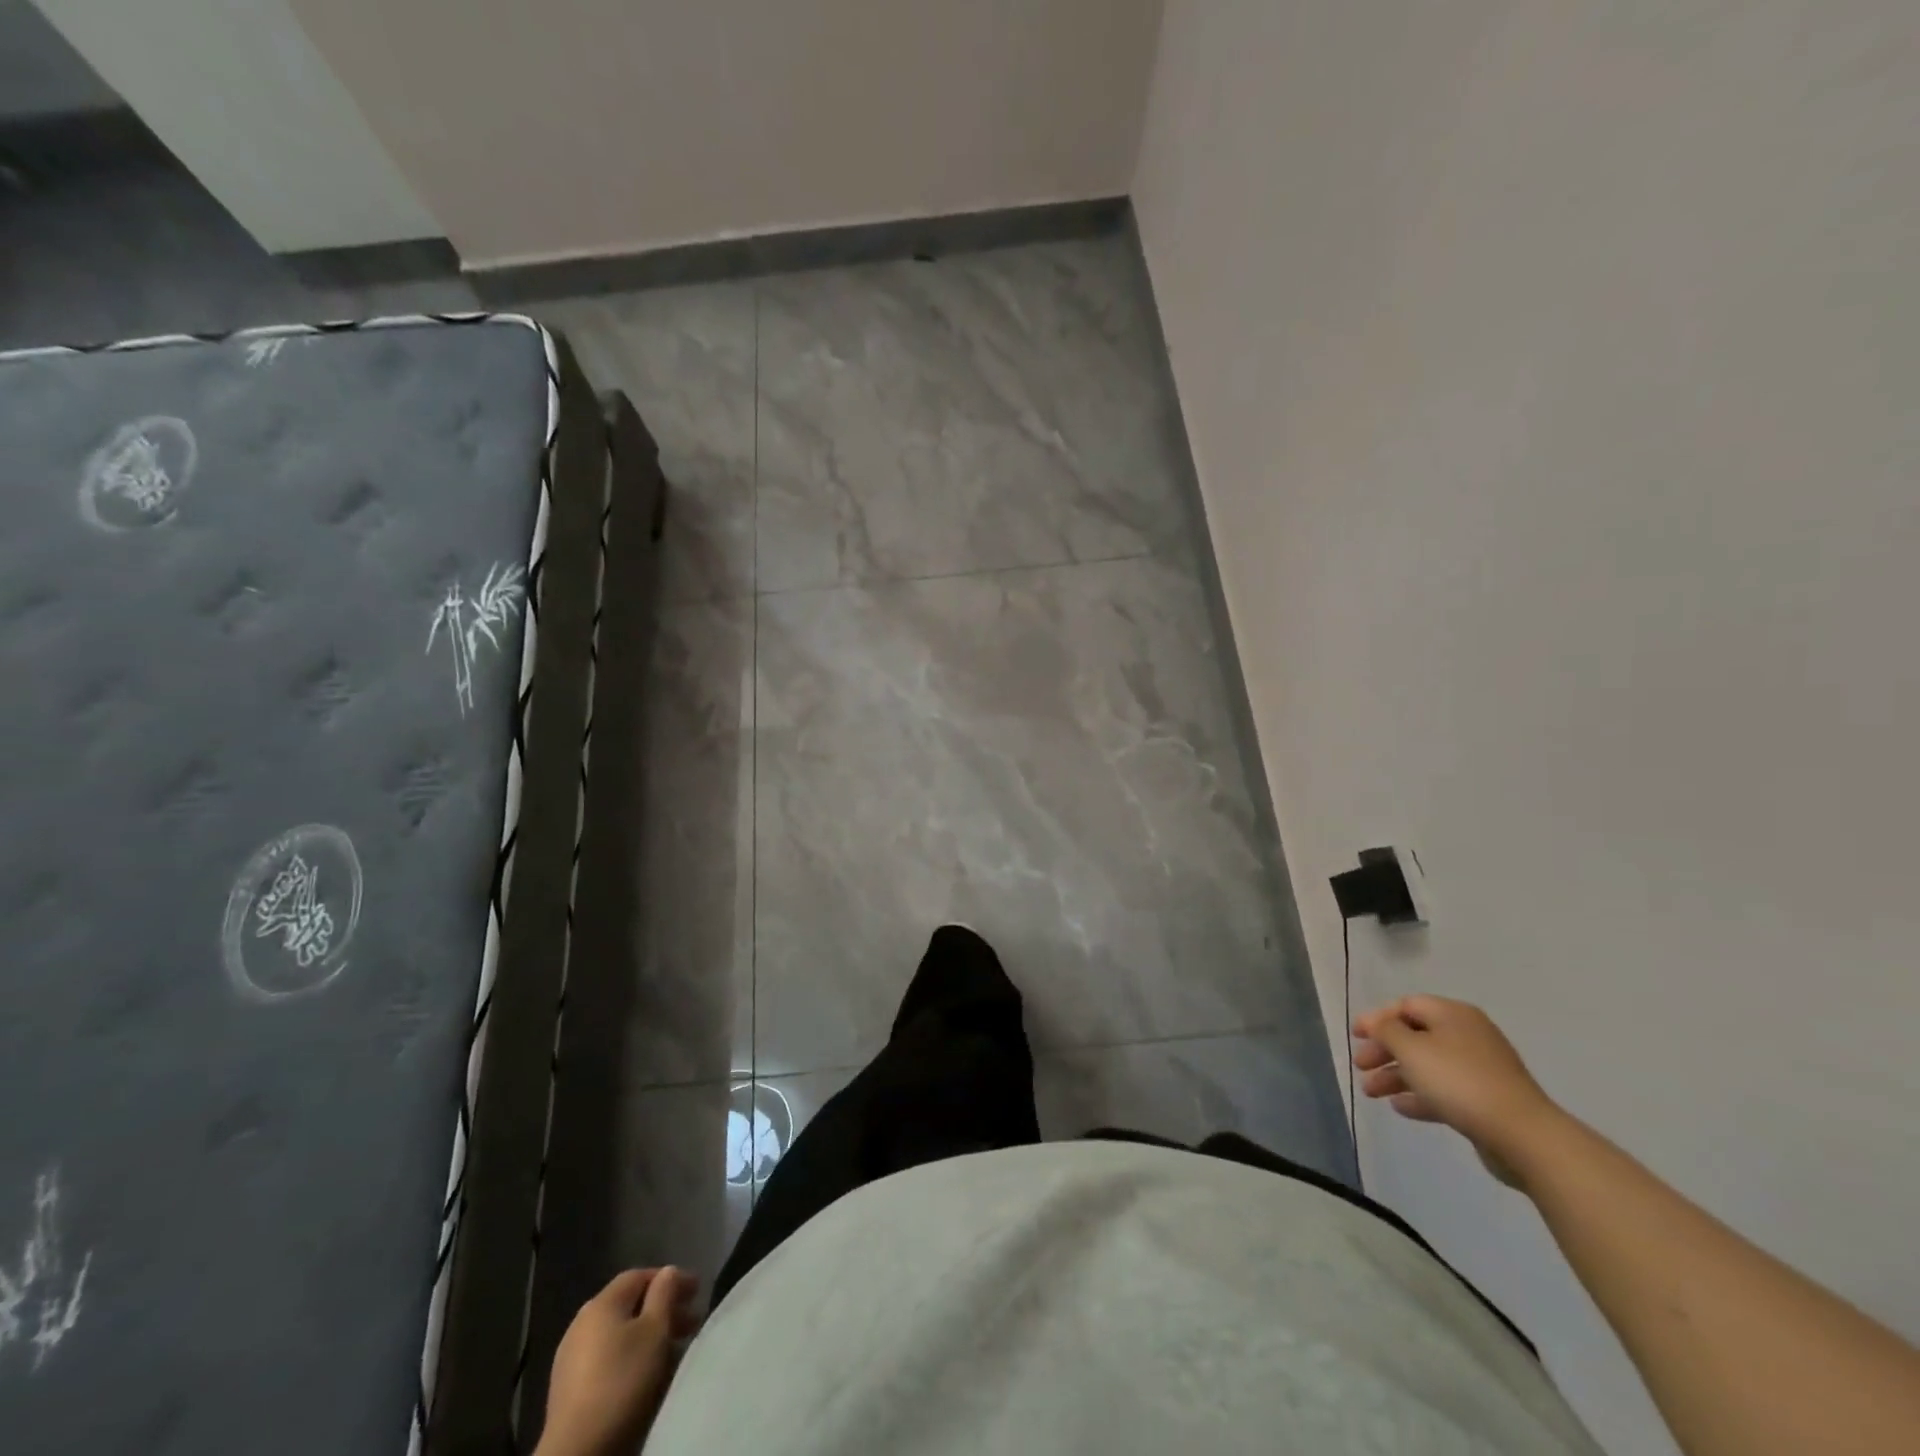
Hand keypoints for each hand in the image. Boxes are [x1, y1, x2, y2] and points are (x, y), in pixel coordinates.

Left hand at [536, 1267, 700, 1455]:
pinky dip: (629, 1356)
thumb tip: (668, 1271)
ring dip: (648, 1334)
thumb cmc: (623, 1381)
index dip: (671, 1278)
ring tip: (672, 1350)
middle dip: (662, 1309)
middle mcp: (582, 1322)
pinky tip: (644, 1373)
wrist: (577, 1452)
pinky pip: (606, 1357)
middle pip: (629, 1305)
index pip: (640, 1276)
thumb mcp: (655, 1331)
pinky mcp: (567, 1388)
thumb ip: (665, 1294)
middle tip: (690, 1323)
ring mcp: (570, 1357)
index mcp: (601, 1303)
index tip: (697, 1292)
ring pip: (618, 1333)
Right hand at [1350, 996, 1562, 1188]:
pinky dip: (1420, 1095)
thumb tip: (1376, 1023)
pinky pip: (1444, 1091)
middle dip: (1384, 1051)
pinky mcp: (1486, 1100)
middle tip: (1360, 1066)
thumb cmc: (1459, 1080)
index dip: (1377, 1018)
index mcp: (1453, 1015)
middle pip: (1415, 1036)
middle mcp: (1467, 1035)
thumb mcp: (1411, 1049)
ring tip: (1371, 1092)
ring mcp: (1480, 1069)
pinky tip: (1400, 1107)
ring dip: (1396, 1076)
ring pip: (1427, 1066)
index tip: (1355, 1035)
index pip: (1406, 1005)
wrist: (1523, 1135)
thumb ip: (1386, 1031)